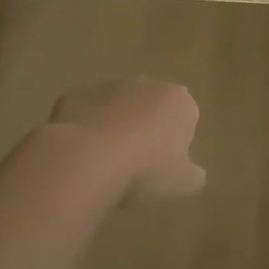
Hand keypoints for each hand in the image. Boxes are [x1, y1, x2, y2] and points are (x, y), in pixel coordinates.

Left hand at [49, 79, 204, 202]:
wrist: (87, 159)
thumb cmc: (146, 170)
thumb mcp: (184, 184)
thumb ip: (194, 175)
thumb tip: (193, 173)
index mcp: (178, 101)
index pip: (186, 116)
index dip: (176, 141)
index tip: (165, 165)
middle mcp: (145, 84)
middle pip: (150, 107)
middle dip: (145, 127)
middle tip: (137, 163)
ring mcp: (107, 86)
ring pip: (115, 107)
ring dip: (114, 126)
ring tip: (105, 162)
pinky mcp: (75, 94)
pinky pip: (85, 112)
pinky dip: (85, 127)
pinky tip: (80, 154)